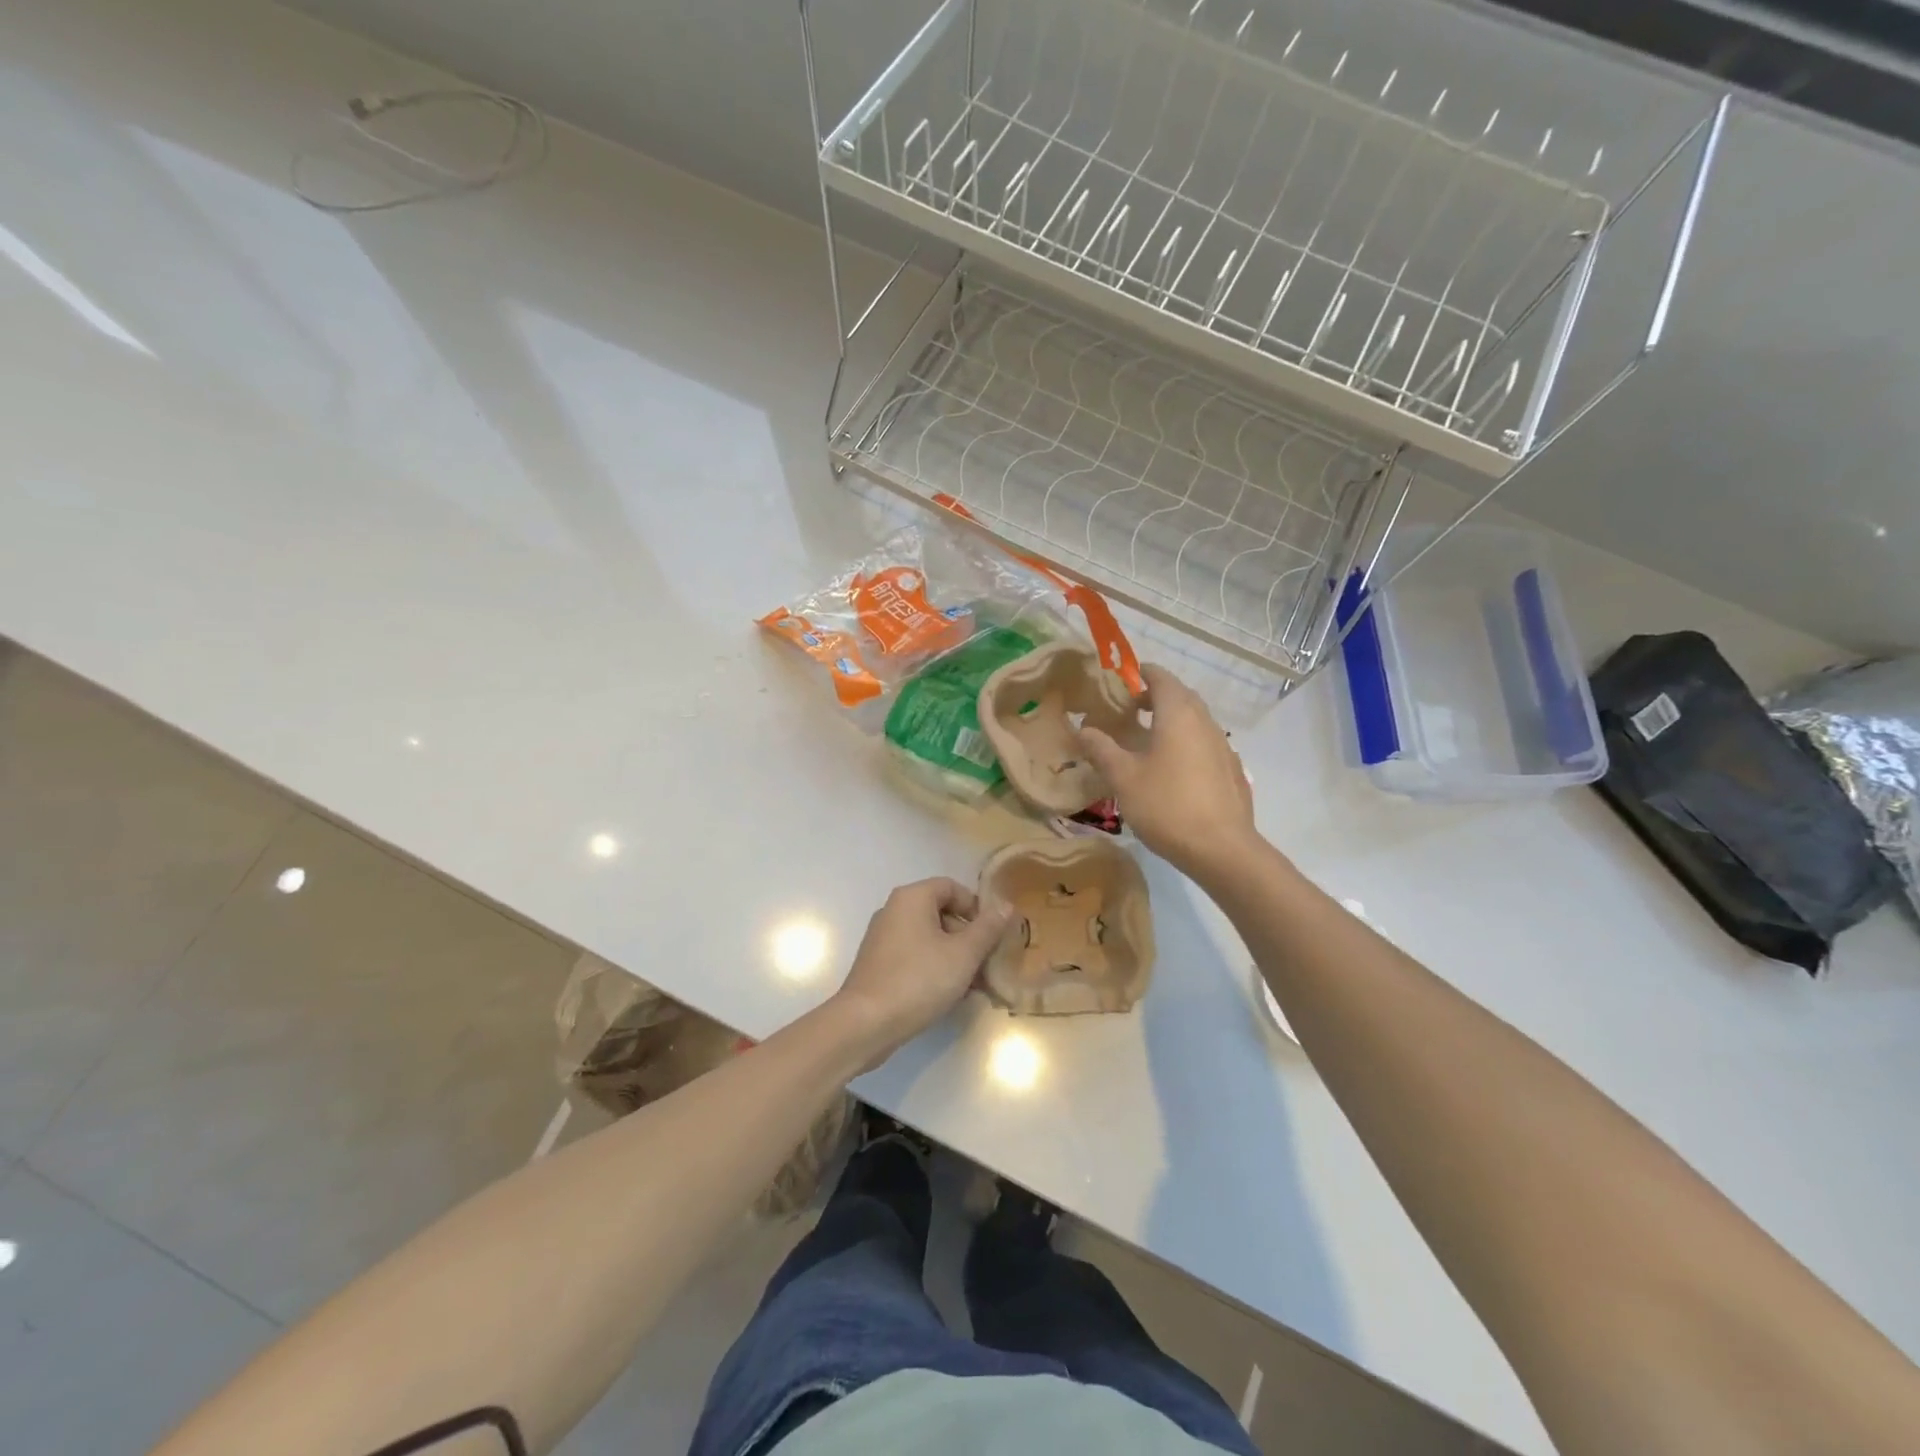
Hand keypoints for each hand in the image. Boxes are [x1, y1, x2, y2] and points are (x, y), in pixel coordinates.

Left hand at [830, 878, 1009, 1065]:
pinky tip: (950, 995)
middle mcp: (893, 910)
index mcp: (912, 898)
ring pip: (929, 938)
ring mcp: (883, 938)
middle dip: (968, 937)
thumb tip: (1006, 905)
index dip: (976, 907)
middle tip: (987, 964)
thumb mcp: (963, 954)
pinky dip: (935, 968)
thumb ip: (987, 928)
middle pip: (940, 912)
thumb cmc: (919, 980)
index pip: (952, 887)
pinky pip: (914, 956)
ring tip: (974, 986)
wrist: (866, 1023)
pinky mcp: (878, 964)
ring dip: (955, 957)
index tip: (993, 934)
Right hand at [1078, 663, 1257, 878]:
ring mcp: (1223, 746)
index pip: (1160, 677)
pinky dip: (1186, 743)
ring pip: (1194, 720)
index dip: (1139, 674)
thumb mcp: (1123, 778)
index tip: (1119, 682)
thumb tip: (1083, 729)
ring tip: (1146, 741)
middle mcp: (1205, 722)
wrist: (1221, 849)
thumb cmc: (1166, 805)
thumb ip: (1101, 749)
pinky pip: (1205, 743)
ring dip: (1171, 721)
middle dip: (1154, 697)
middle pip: (1180, 696)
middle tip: (1128, 712)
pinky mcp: (1232, 770)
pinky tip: (1172, 770)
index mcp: (1178, 714)